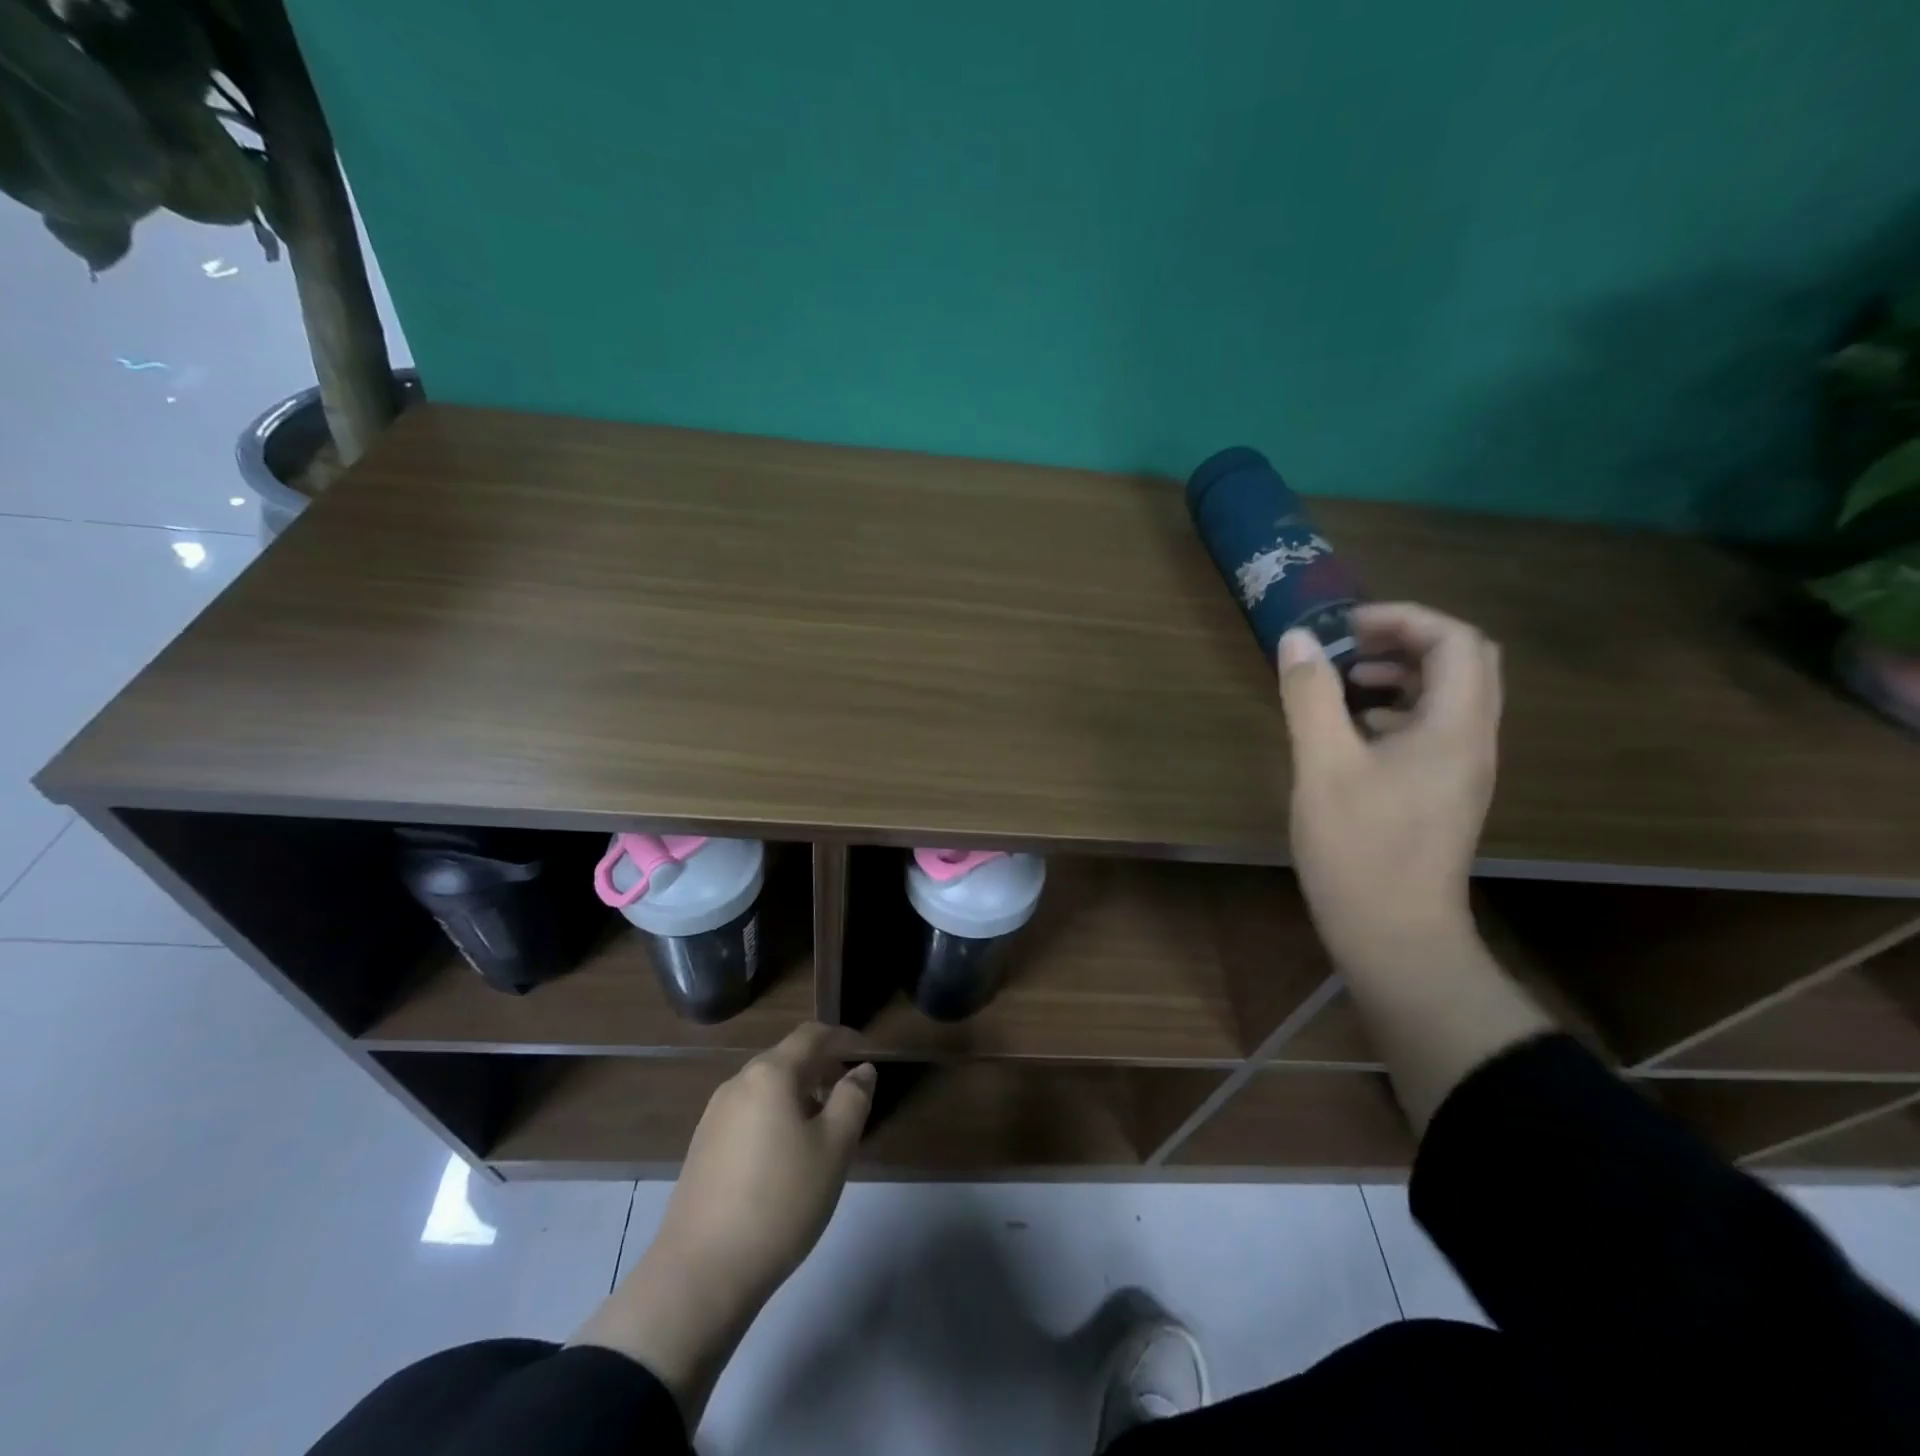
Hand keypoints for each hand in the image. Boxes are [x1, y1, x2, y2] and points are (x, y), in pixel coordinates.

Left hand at [571, 1024, 874, 1422]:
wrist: (701, 1273)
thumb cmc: (780, 1201)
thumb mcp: (834, 1149)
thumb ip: (853, 1099)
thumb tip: (862, 1070)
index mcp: (770, 1074)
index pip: (811, 1035)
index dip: (842, 1037)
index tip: (866, 1051)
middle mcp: (738, 1083)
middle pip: (786, 1058)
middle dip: (821, 1068)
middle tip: (849, 1095)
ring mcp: (714, 1115)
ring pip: (766, 1088)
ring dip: (798, 1095)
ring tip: (821, 1131)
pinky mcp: (702, 1147)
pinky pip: (748, 1114)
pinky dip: (774, 1117)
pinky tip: (784, 1158)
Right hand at [1277, 602, 1500, 972]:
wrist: (1395, 935)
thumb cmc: (1359, 849)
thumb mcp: (1323, 767)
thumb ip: (1310, 697)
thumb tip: (1297, 640)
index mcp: (1455, 728)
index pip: (1457, 641)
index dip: (1404, 619)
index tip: (1347, 625)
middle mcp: (1473, 742)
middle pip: (1464, 663)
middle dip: (1408, 640)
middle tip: (1351, 644)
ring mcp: (1463, 771)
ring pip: (1451, 697)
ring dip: (1403, 674)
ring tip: (1348, 680)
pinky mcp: (1444, 794)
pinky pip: (1435, 729)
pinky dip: (1399, 710)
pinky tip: (1356, 731)